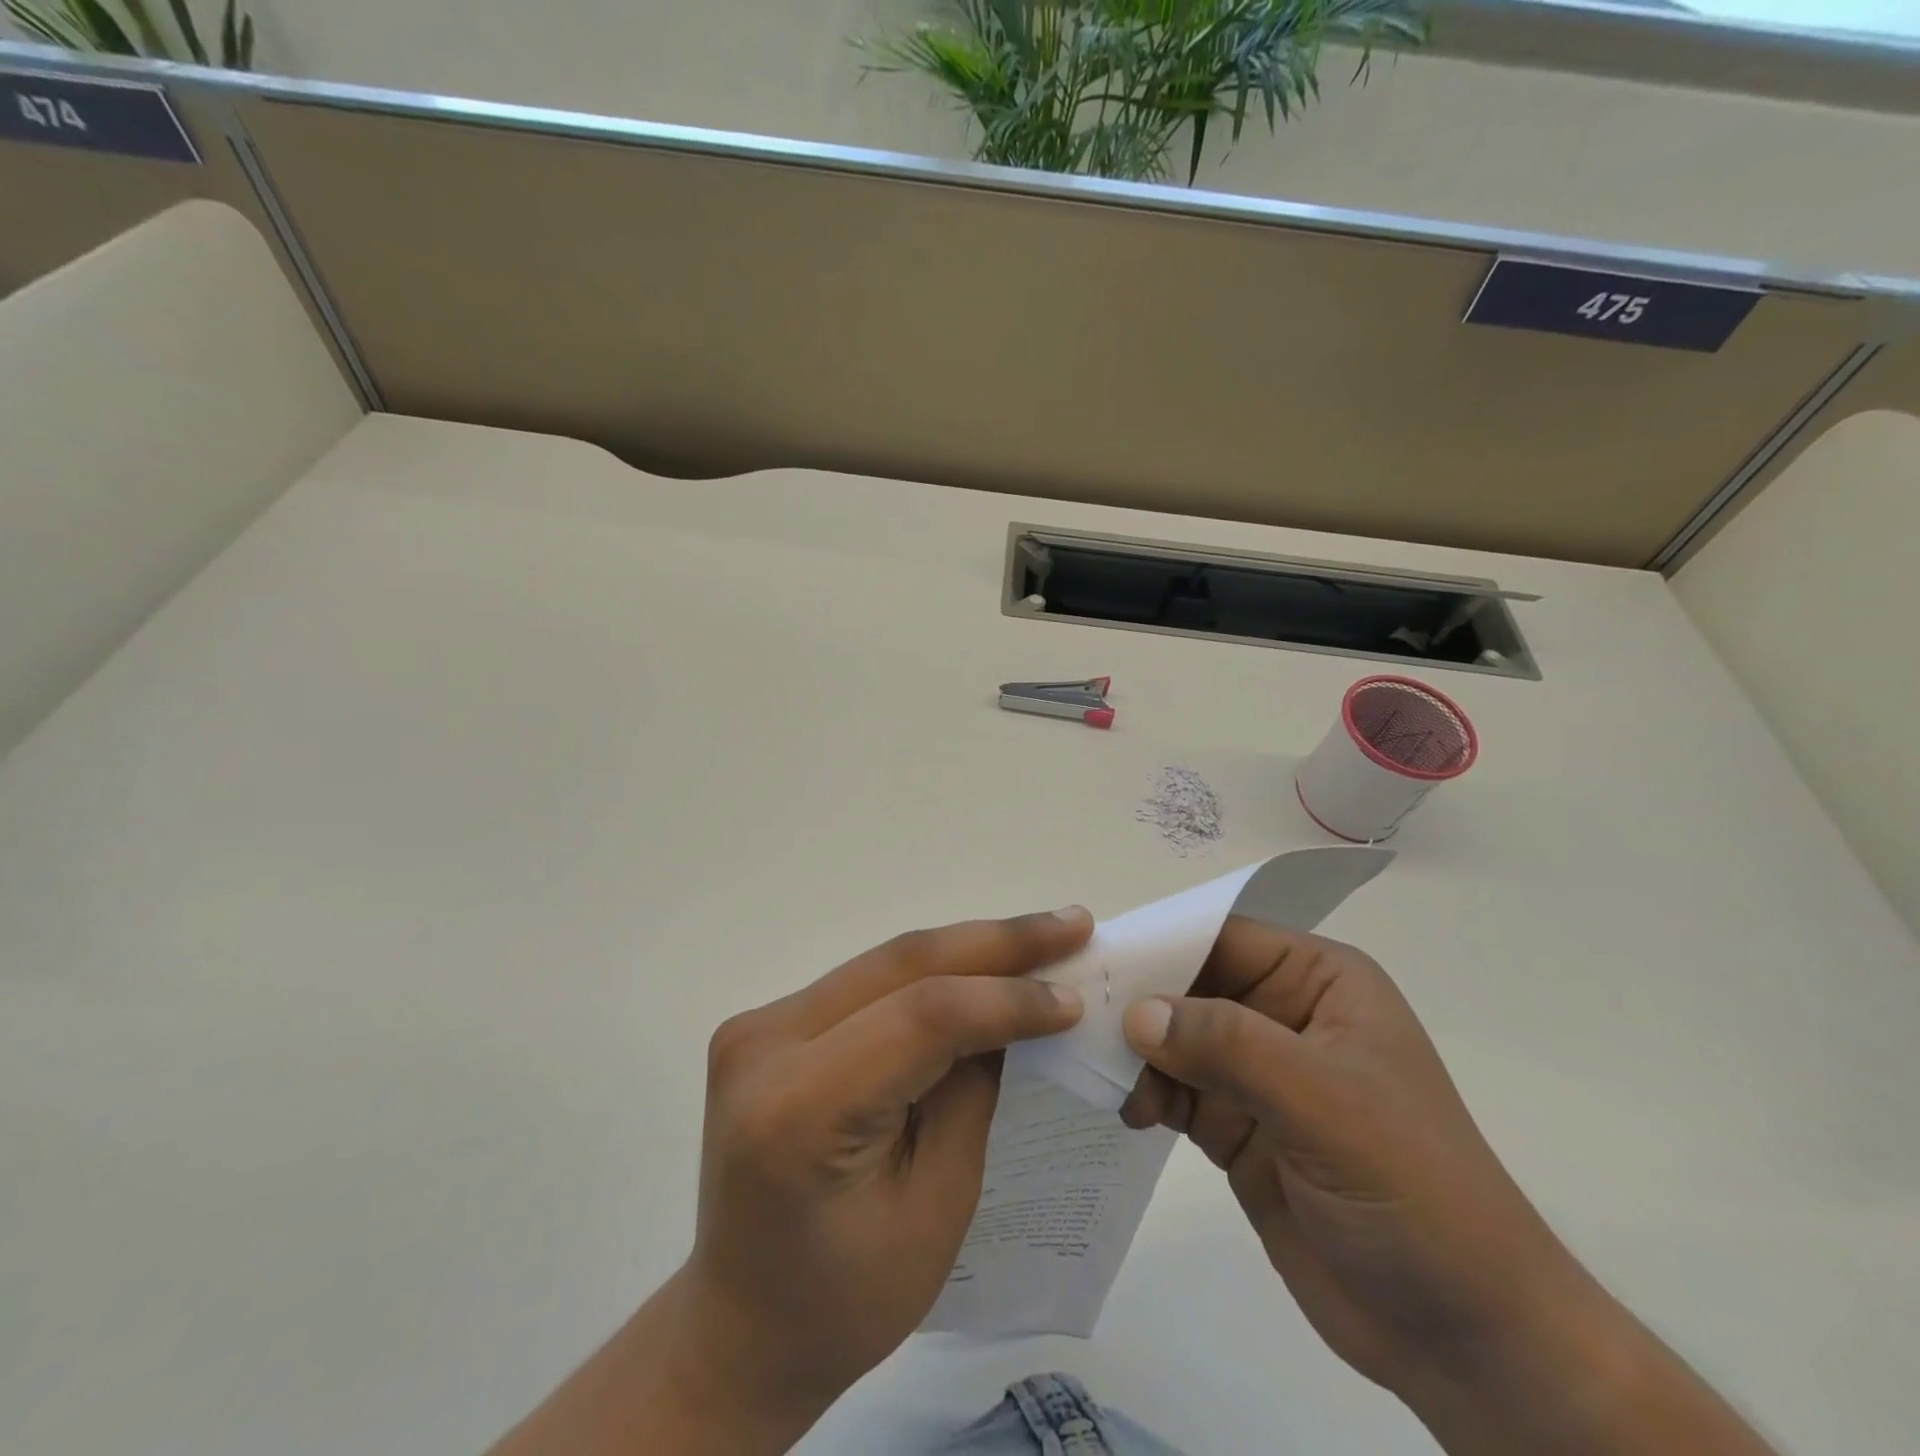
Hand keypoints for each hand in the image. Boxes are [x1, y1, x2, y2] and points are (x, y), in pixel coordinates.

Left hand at [489, 907, 1091, 1455]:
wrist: (741, 1321)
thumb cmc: (846, 1297)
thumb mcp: (936, 1206)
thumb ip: (972, 1091)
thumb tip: (1016, 1009)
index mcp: (798, 1110)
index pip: (920, 1018)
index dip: (1005, 999)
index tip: (1074, 996)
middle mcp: (764, 1045)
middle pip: (901, 964)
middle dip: (996, 942)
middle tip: (1071, 923)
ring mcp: (758, 1025)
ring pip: (886, 962)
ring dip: (968, 948)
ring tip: (1042, 936)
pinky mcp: (768, 1022)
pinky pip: (867, 982)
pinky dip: (931, 971)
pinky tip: (981, 965)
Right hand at [1119, 920, 1775, 1455]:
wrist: (1467, 1340)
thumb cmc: (1414, 1193)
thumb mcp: (1324, 1103)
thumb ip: (1228, 1045)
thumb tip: (1135, 1011)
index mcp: (1318, 981)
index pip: (1221, 939)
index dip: (1158, 944)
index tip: (1092, 961)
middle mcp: (1282, 1014)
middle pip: (1188, 985)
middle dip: (1137, 1000)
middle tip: (1075, 1019)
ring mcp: (1257, 1073)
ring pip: (1173, 1037)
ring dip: (1135, 1052)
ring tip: (1104, 1078)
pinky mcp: (1236, 1125)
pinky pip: (1174, 1088)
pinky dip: (1144, 1091)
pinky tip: (1127, 1111)